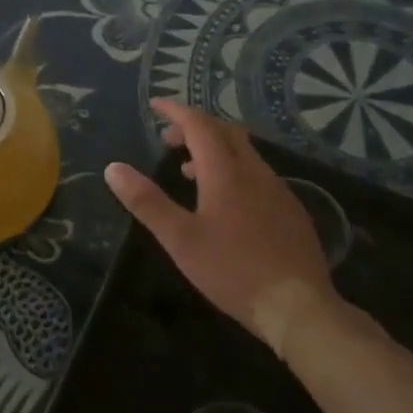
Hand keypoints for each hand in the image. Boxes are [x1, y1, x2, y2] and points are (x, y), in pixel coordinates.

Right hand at [104, 100, 337, 356]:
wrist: (299, 307)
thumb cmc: (232, 270)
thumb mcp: (180, 239)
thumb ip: (146, 202)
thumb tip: (113, 168)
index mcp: (226, 172)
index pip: (199, 125)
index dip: (176, 111)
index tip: (156, 105)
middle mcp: (255, 172)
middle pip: (225, 132)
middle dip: (196, 127)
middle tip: (170, 139)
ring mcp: (278, 190)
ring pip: (244, 153)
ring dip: (215, 150)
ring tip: (190, 172)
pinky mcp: (291, 211)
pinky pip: (258, 175)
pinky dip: (234, 171)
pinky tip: (227, 202)